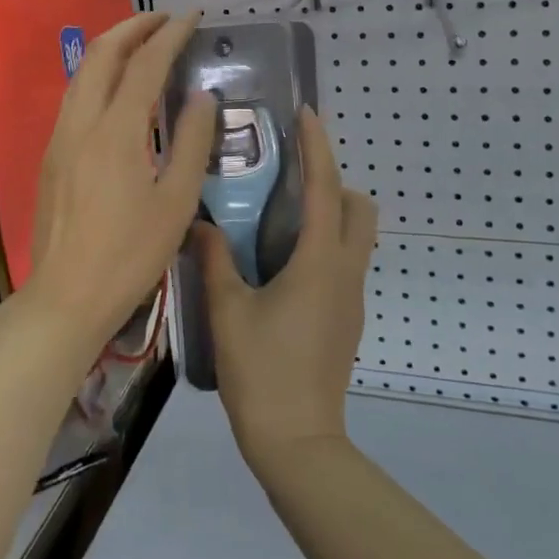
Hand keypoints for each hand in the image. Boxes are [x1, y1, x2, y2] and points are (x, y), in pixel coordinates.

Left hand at [21, 12, 215, 356]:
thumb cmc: (130, 256)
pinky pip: (75, 95)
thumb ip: (193, 143)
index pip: (146, 65)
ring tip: (143, 42)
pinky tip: (118, 88)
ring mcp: (60, 137)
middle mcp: (82, 123)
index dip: (170, 34)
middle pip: (101, 53)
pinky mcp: (51, 154)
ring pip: (82, 72)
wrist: (66, 298)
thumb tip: (202, 96)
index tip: (192, 16)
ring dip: (113, 47)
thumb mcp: (176, 203)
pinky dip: (99, 73)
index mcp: (116, 132)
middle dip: (133, 26)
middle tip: (165, 19)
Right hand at [195, 107, 377, 467]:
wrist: (298, 443)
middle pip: (360, 209)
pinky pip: (346, 261)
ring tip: (283, 214)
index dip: (318, 147)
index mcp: (319, 262)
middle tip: (292, 176)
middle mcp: (345, 272)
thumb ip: (214, 260)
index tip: (307, 114)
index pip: (326, 188)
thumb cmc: (261, 372)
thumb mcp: (228, 311)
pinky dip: (326, 242)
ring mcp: (352, 297)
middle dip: (335, 182)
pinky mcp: (348, 318)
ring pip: (357, 236)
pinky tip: (284, 260)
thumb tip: (198, 223)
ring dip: (333, 212)